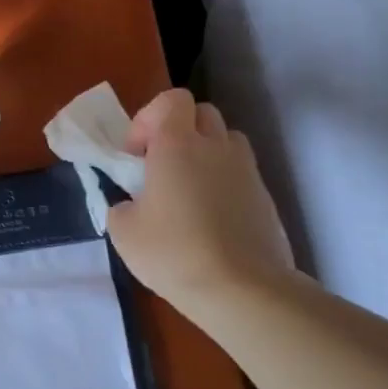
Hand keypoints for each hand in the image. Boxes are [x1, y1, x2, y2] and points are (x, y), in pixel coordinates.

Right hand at [105, 89, 293, 313]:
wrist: (240, 288)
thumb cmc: (173, 253)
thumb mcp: (123, 232)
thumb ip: (122, 206)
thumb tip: (133, 204)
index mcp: (177, 145)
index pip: (172, 100)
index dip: (149, 118)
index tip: (136, 154)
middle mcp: (216, 147)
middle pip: (201, 114)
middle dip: (178, 131)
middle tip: (160, 168)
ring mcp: (246, 170)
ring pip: (226, 141)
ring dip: (205, 153)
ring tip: (187, 191)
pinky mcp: (265, 197)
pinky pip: (240, 174)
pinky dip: (223, 183)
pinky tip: (210, 220)